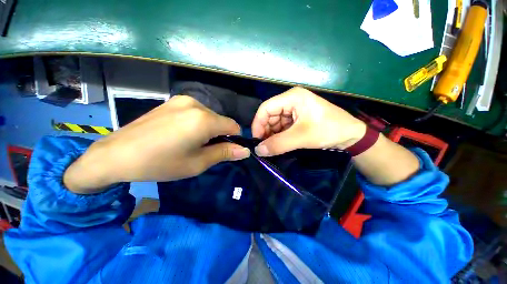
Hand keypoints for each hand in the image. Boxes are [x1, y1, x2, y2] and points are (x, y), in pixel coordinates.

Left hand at [64, 96, 249, 192]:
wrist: (116, 154)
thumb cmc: (160, 163)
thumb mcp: (197, 163)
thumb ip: (224, 153)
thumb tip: (245, 150)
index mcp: (204, 120)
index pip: (233, 126)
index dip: (234, 139)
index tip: (225, 150)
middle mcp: (196, 104)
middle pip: (221, 121)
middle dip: (219, 135)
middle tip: (203, 150)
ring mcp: (182, 100)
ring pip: (209, 116)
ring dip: (208, 129)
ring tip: (189, 142)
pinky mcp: (172, 101)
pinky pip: (196, 112)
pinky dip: (197, 123)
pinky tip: (180, 133)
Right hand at [251, 87, 366, 155]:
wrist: (351, 136)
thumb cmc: (329, 130)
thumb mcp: (302, 137)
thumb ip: (278, 144)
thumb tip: (258, 151)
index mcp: (292, 97)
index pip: (266, 108)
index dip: (258, 124)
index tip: (256, 140)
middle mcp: (291, 101)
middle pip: (270, 115)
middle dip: (265, 131)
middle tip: (264, 147)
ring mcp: (294, 110)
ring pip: (275, 122)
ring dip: (272, 135)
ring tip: (272, 147)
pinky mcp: (297, 118)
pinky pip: (282, 127)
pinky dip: (278, 136)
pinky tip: (279, 144)